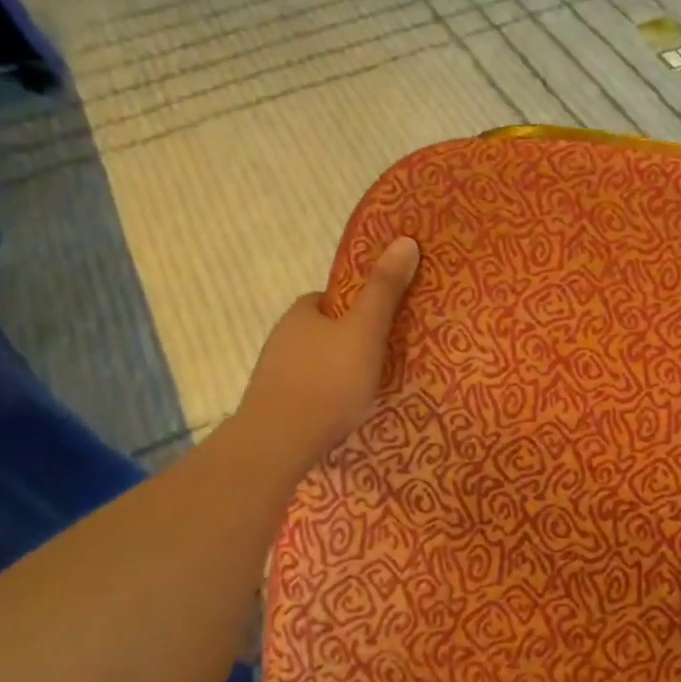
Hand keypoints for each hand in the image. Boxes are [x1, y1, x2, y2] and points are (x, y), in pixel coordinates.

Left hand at [228, 237, 420, 474]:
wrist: (280, 441)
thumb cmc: (329, 379)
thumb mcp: (366, 330)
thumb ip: (385, 290)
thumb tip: (405, 240)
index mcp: (301, 314)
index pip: (330, 299)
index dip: (357, 307)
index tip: (382, 323)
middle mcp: (281, 338)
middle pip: (323, 331)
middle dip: (349, 340)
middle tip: (383, 357)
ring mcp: (274, 374)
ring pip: (315, 362)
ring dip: (337, 370)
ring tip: (369, 388)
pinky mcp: (275, 405)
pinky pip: (309, 390)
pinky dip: (326, 395)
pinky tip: (344, 412)